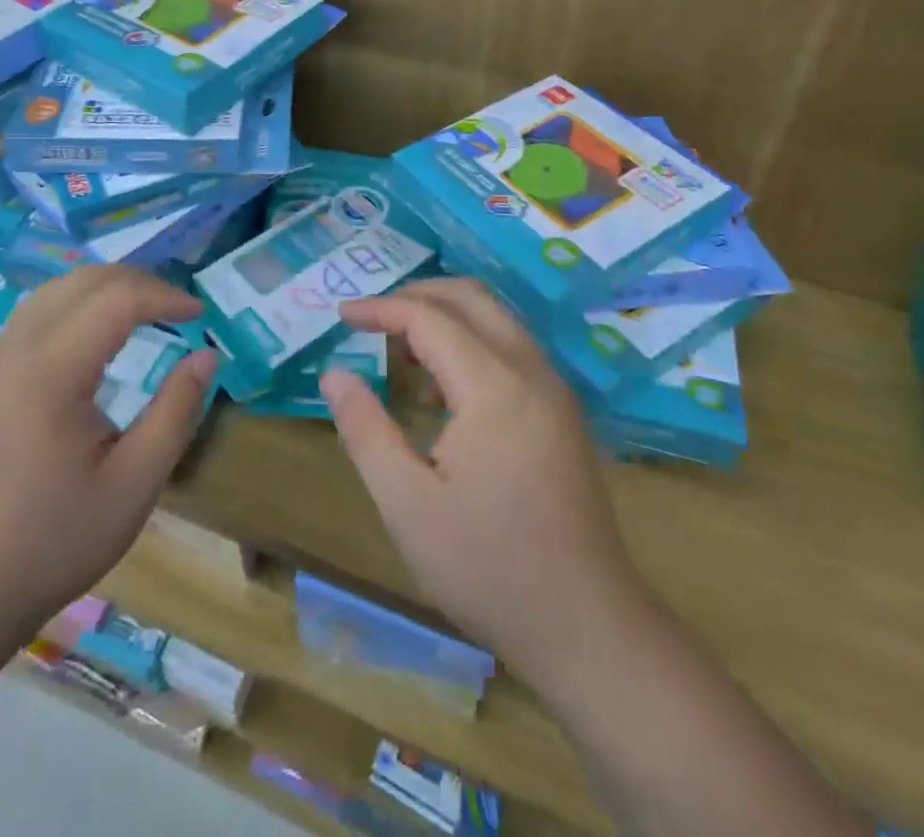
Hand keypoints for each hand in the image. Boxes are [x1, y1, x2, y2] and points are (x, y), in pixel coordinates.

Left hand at [0, 265, 215, 644]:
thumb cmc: (54, 541)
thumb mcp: (135, 483)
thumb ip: (176, 411)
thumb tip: (206, 357)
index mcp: (50, 373)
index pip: (115, 300)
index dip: (163, 297)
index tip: (199, 316)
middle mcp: (16, 352)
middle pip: (82, 282)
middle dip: (137, 282)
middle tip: (177, 309)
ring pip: (54, 290)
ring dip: (104, 288)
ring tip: (145, 310)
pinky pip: (35, 314)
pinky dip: (76, 304)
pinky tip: (98, 334)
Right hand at [321, 279, 637, 687]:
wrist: (588, 627)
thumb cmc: (488, 567)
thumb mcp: (407, 504)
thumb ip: (366, 430)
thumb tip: (335, 374)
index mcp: (494, 385)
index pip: (429, 317)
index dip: (380, 309)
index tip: (341, 317)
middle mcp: (531, 370)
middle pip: (470, 298)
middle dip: (416, 295)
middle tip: (371, 320)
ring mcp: (555, 390)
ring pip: (496, 318)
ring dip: (445, 317)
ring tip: (400, 352)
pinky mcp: (563, 413)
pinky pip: (512, 348)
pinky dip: (471, 342)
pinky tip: (443, 390)